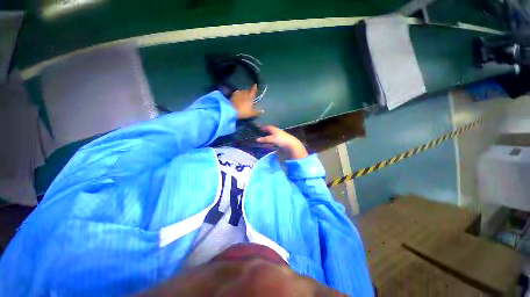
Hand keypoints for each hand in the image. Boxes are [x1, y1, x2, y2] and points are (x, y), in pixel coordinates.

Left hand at [230, 84, 261, 118]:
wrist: (231, 110)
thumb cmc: (243, 111)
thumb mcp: (251, 113)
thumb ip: (257, 111)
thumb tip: (263, 110)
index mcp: (250, 97)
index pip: (253, 91)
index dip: (254, 88)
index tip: (255, 85)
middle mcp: (244, 93)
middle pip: (247, 91)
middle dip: (248, 91)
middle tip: (249, 93)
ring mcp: (238, 94)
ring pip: (242, 91)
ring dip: (243, 92)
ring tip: (243, 95)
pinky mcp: (232, 96)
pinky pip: (237, 93)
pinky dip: (238, 94)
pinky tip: (238, 96)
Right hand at [256, 126, 308, 159]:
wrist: (292, 146)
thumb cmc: (282, 140)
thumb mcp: (272, 139)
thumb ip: (264, 139)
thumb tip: (257, 139)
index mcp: (275, 130)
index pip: (268, 127)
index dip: (263, 128)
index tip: (258, 129)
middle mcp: (277, 133)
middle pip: (269, 133)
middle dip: (264, 134)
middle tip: (258, 136)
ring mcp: (279, 139)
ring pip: (271, 138)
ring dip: (266, 140)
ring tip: (260, 142)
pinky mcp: (280, 144)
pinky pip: (273, 143)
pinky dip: (269, 144)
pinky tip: (267, 146)